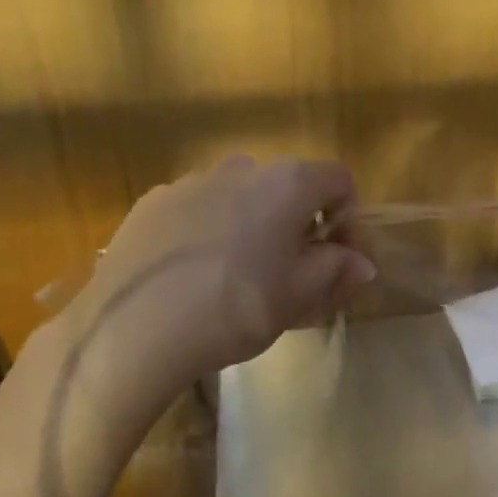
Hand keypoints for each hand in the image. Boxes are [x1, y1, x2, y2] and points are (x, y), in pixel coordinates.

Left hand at [52, 155, 373, 420]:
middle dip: (300, 224)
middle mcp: (242, 167)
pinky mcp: (152, 202)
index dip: (349, 218)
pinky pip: (198, 209)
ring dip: (254, 226)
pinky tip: (195, 274)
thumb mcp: (299, 296)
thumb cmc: (236, 308)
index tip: (339, 260)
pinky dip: (210, 231)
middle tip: (294, 273)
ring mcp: (191, 181)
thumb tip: (362, 264)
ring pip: (240, 197)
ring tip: (240, 276)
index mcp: (287, 182)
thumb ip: (337, 270)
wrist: (136, 329)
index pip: (339, 181)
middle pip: (288, 187)